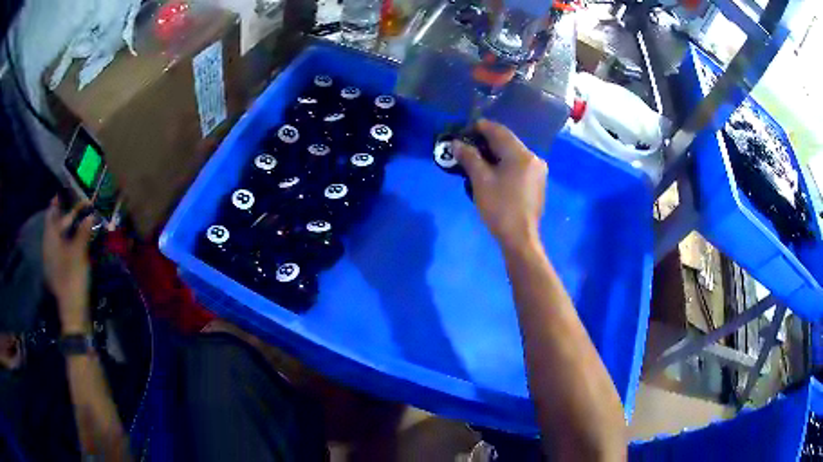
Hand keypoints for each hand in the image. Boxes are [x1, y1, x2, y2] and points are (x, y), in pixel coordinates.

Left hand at [43, 197, 94, 333]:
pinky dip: (70, 241)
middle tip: (79, 205)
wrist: (73, 313)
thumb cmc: (73, 278)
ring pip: (59, 237)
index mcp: (50, 239)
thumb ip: (83, 230)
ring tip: (81, 221)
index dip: (59, 200)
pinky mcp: (59, 271)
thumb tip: (90, 214)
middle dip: (67, 214)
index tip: (68, 189)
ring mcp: (53, 260)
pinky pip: (62, 249)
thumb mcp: (79, 252)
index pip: (51, 212)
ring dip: (69, 228)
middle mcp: (48, 246)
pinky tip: (78, 241)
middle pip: (55, 224)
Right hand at [454, 120, 547, 250]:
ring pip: (513, 154)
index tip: (463, 131)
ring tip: (476, 160)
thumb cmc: (500, 208)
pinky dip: (504, 164)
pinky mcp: (537, 183)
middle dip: (485, 142)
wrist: (520, 238)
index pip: (498, 131)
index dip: (479, 127)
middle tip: (466, 147)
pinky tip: (492, 172)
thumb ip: (469, 157)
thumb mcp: (481, 181)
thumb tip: (457, 143)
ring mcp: (538, 171)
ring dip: (494, 154)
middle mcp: (533, 158)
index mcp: (521, 154)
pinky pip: (518, 165)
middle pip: (507, 142)